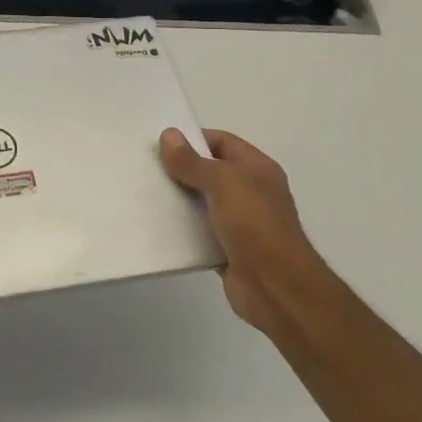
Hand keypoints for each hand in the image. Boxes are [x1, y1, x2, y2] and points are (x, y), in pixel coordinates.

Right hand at [160, 128, 333, 340]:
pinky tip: (157, 227)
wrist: (276, 287)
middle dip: (181, 170)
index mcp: (257, 168)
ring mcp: (240, 222)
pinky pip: (200, 232)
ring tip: (145, 195)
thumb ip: (193, 161)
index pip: (222, 142)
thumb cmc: (255, 224)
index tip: (160, 145)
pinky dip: (182, 230)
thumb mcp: (223, 182)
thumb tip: (169, 135)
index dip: (193, 140)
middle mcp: (250, 191)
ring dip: (178, 200)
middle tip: (147, 169)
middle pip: (210, 172)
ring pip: (202, 203)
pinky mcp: (228, 249)